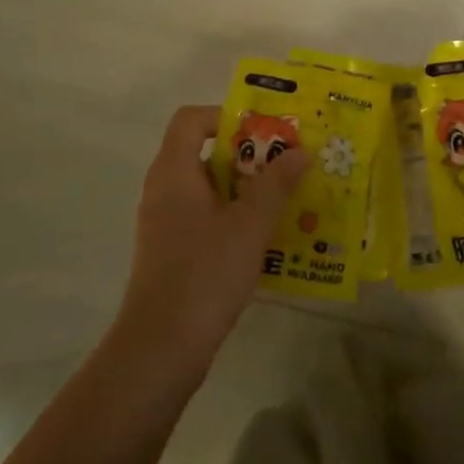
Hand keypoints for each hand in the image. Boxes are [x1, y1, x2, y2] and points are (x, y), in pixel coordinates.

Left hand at [115, 105, 309, 369]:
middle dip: (248, 154)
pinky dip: (233, 215)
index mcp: (174, 172)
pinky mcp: (171, 249)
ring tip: (284, 198)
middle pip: (203, 151)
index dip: (226, 116)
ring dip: (245, 187)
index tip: (265, 132)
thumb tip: (302, 150)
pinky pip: (204, 215)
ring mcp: (164, 222)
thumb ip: (277, 184)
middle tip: (286, 163)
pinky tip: (264, 235)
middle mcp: (163, 189)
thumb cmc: (205, 274)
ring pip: (207, 187)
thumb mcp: (251, 225)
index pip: (191, 119)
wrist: (161, 347)